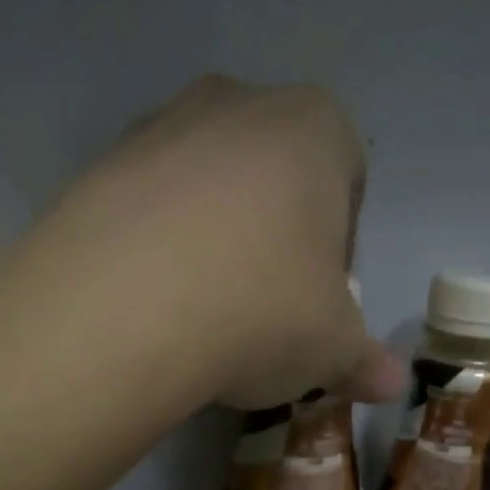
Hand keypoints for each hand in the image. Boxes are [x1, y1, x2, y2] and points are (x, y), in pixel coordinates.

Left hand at [14, 74, 402, 409]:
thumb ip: (364, 360)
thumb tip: (391, 384)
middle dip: (274, 236)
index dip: (338, 247)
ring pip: (204, 187)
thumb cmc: (260, 312)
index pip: (347, 180)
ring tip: (199, 309)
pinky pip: (144, 207)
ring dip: (210, 238)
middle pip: (272, 176)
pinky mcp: (98, 167)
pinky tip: (150, 302)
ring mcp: (159, 128)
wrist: (124, 312)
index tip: (319, 300)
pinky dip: (154, 246)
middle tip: (262, 306)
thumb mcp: (330, 349)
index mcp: (314, 128)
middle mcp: (236, 104)